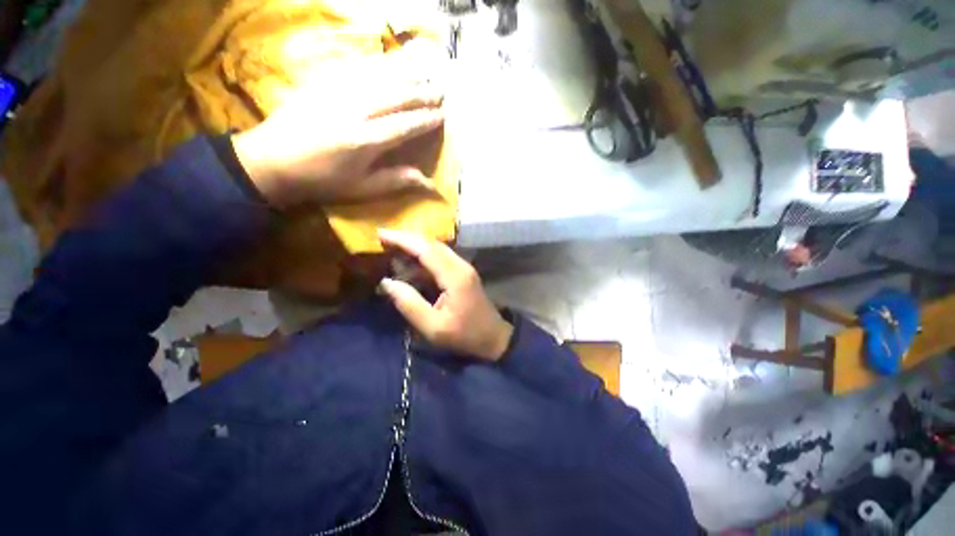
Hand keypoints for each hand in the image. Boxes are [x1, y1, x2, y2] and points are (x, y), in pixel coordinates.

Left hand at [231, 47, 445, 206]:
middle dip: (420, 93)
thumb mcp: (361, 188)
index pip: (404, 126)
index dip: (425, 120)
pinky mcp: (323, 83)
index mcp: (364, 140)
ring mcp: (337, 92)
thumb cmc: (322, 180)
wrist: (272, 160)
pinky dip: (378, 67)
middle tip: (440, 92)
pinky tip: (390, 65)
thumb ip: (394, 181)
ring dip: (404, 75)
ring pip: (378, 77)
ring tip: (424, 74)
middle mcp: (354, 111)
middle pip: (395, 96)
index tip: (442, 116)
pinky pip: (357, 69)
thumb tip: (425, 181)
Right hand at [376, 229, 513, 360]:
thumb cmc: (464, 335)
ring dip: (415, 247)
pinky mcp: (463, 273)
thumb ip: (409, 304)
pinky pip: (441, 259)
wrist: (493, 338)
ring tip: (391, 249)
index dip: (402, 240)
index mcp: (454, 276)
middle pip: (432, 244)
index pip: (426, 250)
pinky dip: (423, 258)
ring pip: (437, 249)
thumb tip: (386, 283)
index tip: (380, 234)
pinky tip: (410, 264)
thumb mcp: (433, 327)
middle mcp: (460, 266)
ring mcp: (464, 268)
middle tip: (383, 239)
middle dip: (407, 239)